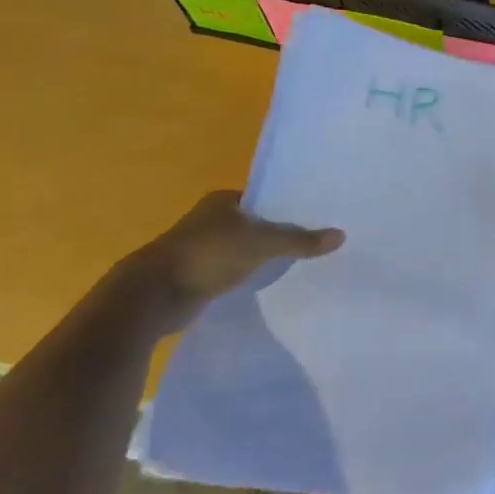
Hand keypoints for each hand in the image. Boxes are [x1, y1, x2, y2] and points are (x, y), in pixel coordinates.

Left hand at [116, 191, 343, 327]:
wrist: (153, 296)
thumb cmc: (207, 255)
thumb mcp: (261, 244)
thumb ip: (300, 241)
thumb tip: (341, 235)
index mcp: (222, 200)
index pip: (264, 197)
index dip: (288, 205)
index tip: (315, 215)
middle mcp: (211, 219)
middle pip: (255, 222)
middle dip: (279, 230)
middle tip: (314, 238)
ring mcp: (202, 248)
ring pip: (244, 247)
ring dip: (263, 254)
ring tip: (299, 261)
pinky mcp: (198, 275)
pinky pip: (233, 269)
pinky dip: (249, 273)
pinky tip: (269, 280)